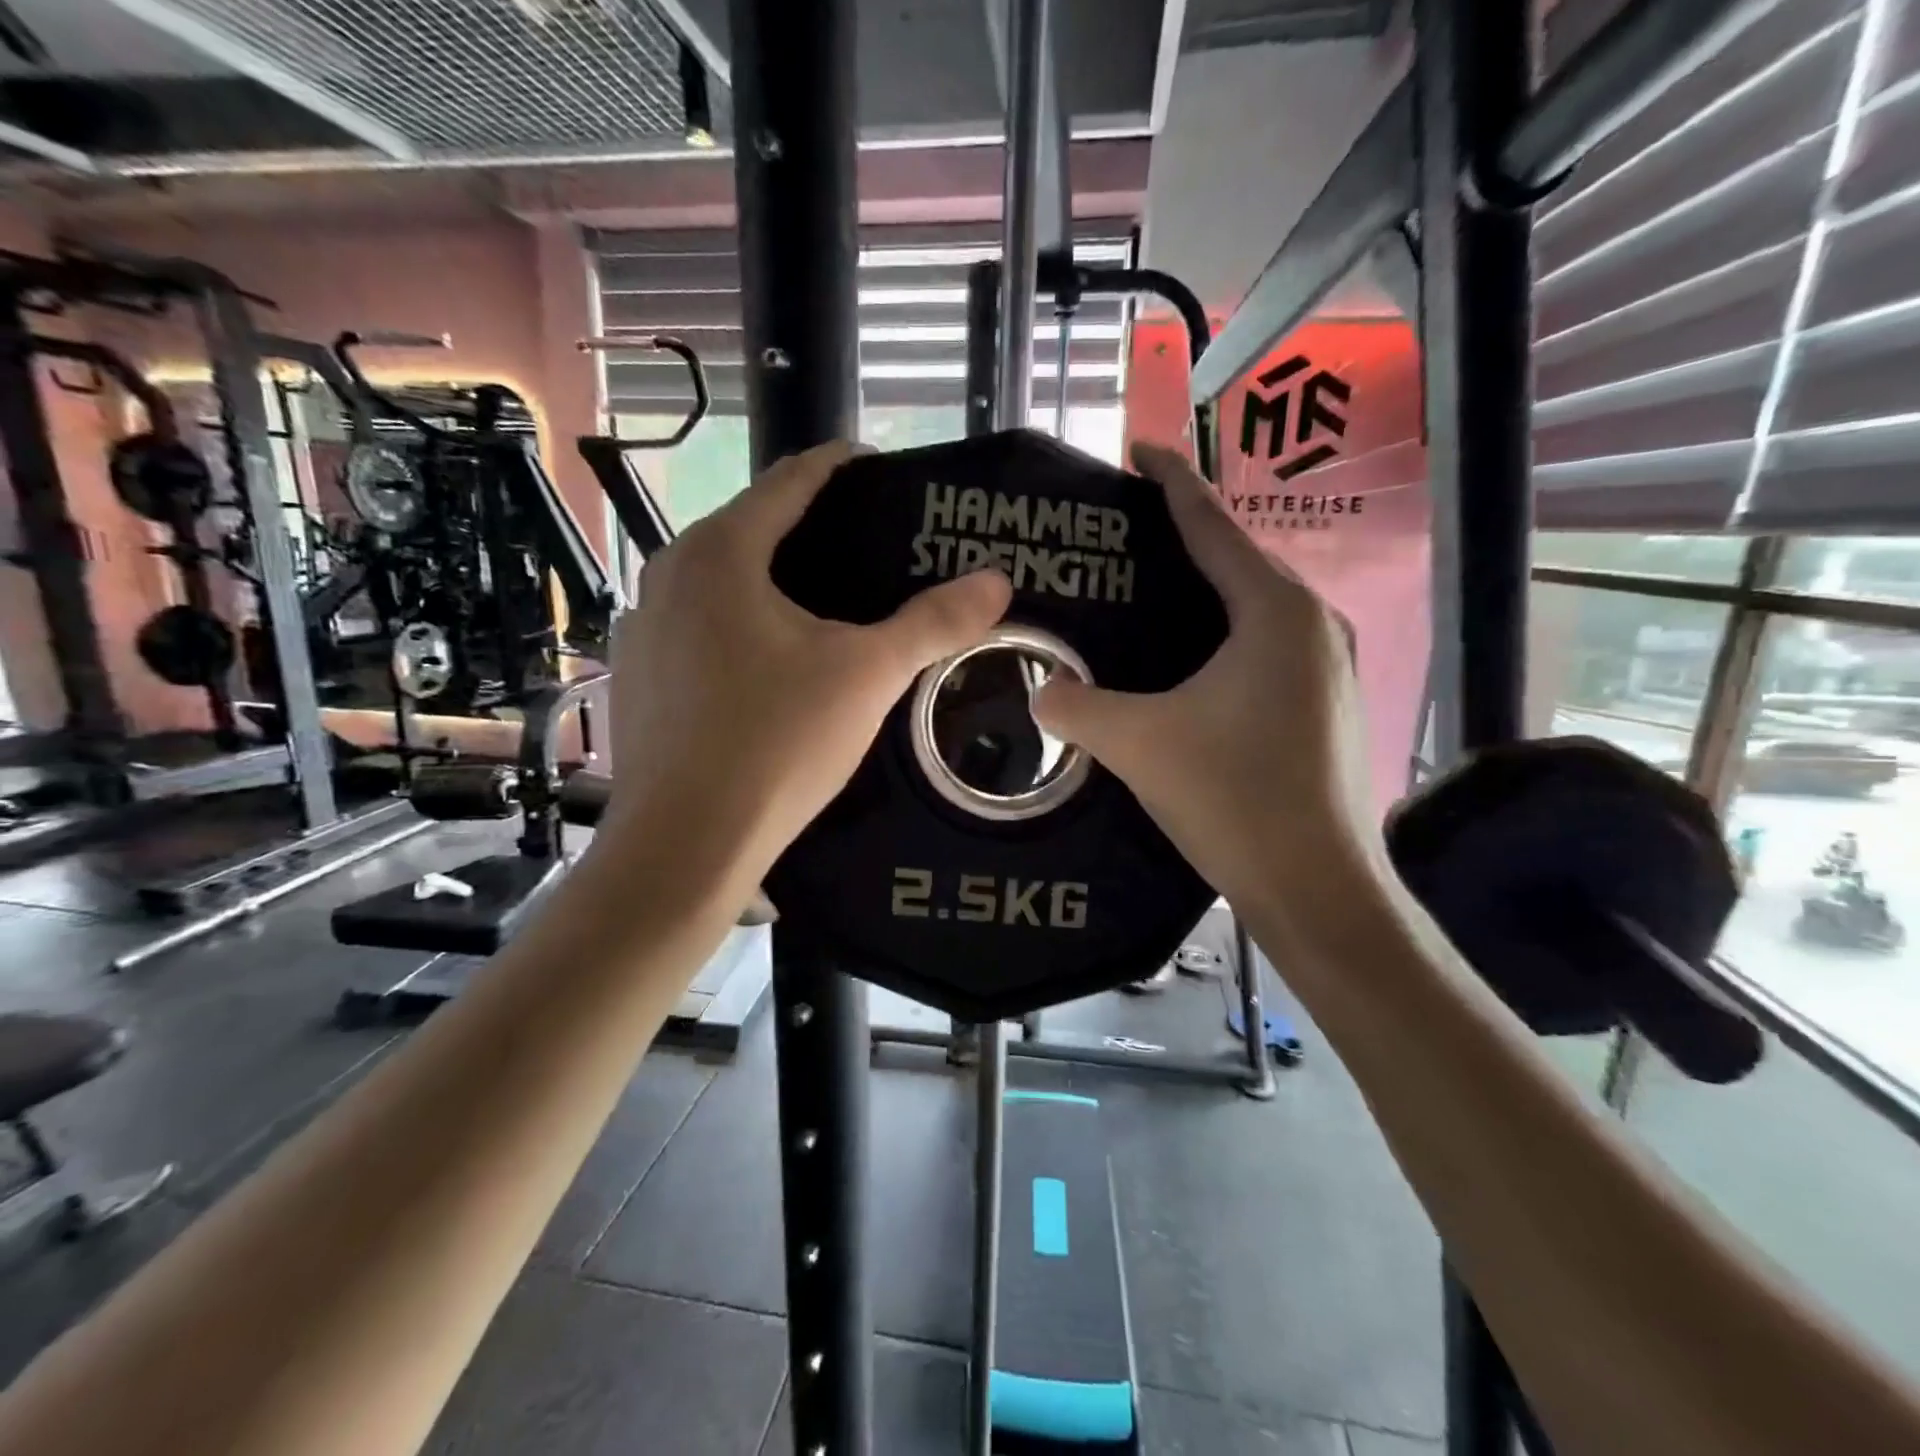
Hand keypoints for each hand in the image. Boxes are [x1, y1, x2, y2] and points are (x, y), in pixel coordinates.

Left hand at [599, 441, 1012, 890]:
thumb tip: (997, 581)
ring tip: (832, 602)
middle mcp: (668, 575)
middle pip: (753, 527)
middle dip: (812, 527)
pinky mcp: (639, 676)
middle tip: (873, 546)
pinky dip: (742, 623)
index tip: (880, 469)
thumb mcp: (868, 676)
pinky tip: (775, 661)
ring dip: (775, 579)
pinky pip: (700, 626)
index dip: (840, 467)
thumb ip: (934, 622)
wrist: (685, 844)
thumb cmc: (777, 743)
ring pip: (722, 581)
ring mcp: (644, 627)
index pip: (790, 481)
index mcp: (720, 553)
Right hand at [1033, 442, 1375, 911]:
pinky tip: (1192, 657)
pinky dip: (1226, 633)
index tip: (1140, 449)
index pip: (1212, 527)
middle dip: (1187, 535)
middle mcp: (1313, 624)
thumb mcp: (1138, 743)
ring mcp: (1328, 666)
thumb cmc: (1233, 798)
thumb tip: (1039, 690)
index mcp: (1274, 612)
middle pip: (1240, 560)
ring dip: (1209, 588)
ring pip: (1257, 606)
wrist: (1316, 885)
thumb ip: (1076, 706)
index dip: (1172, 483)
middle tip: (1130, 528)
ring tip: (1155, 585)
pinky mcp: (1326, 704)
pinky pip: (1267, 644)